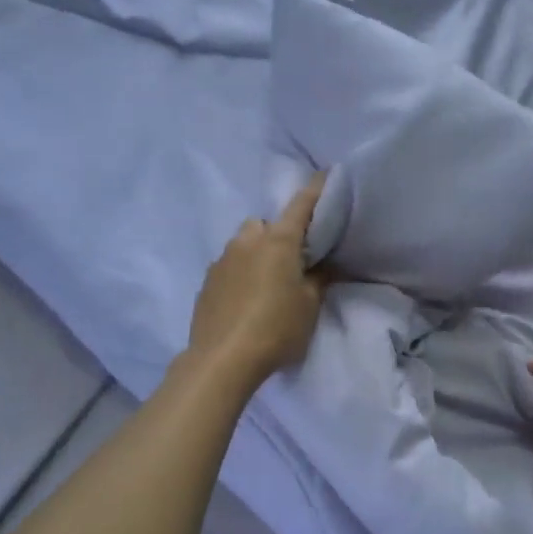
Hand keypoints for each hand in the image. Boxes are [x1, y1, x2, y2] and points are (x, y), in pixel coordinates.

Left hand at [188, 174, 329, 385]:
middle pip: (265, 224)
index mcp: (278, 241)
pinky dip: (240, 274)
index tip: (326, 173)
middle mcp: (247, 241)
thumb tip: (323, 265)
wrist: (221, 360)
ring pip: (243, 244)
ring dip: (256, 254)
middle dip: (277, 233)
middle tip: (292, 260)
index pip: (301, 205)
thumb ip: (319, 279)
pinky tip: (246, 300)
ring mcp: (221, 260)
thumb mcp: (310, 305)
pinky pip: (229, 267)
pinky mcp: (206, 282)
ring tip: (267, 282)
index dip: (316, 189)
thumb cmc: (276, 328)